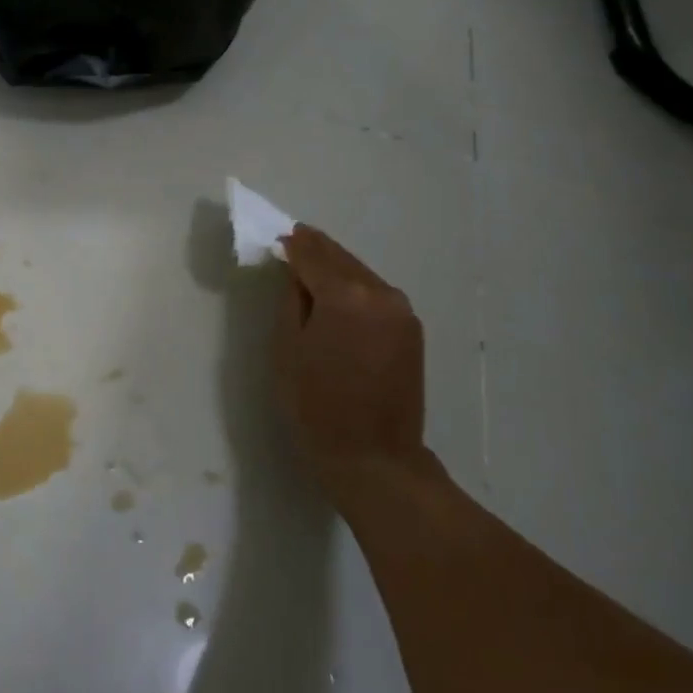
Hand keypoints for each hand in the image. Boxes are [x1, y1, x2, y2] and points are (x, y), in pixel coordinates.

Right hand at [274, 226, 437, 496]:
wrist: (374, 456)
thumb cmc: (316, 405)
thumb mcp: (287, 349)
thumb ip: (292, 300)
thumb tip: (296, 272)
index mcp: (345, 295)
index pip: (313, 255)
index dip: (294, 245)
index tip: (280, 236)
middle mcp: (380, 293)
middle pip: (342, 259)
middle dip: (317, 249)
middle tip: (296, 240)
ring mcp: (402, 311)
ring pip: (362, 275)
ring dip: (338, 268)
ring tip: (314, 266)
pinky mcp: (412, 330)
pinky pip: (377, 295)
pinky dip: (356, 288)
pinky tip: (341, 296)